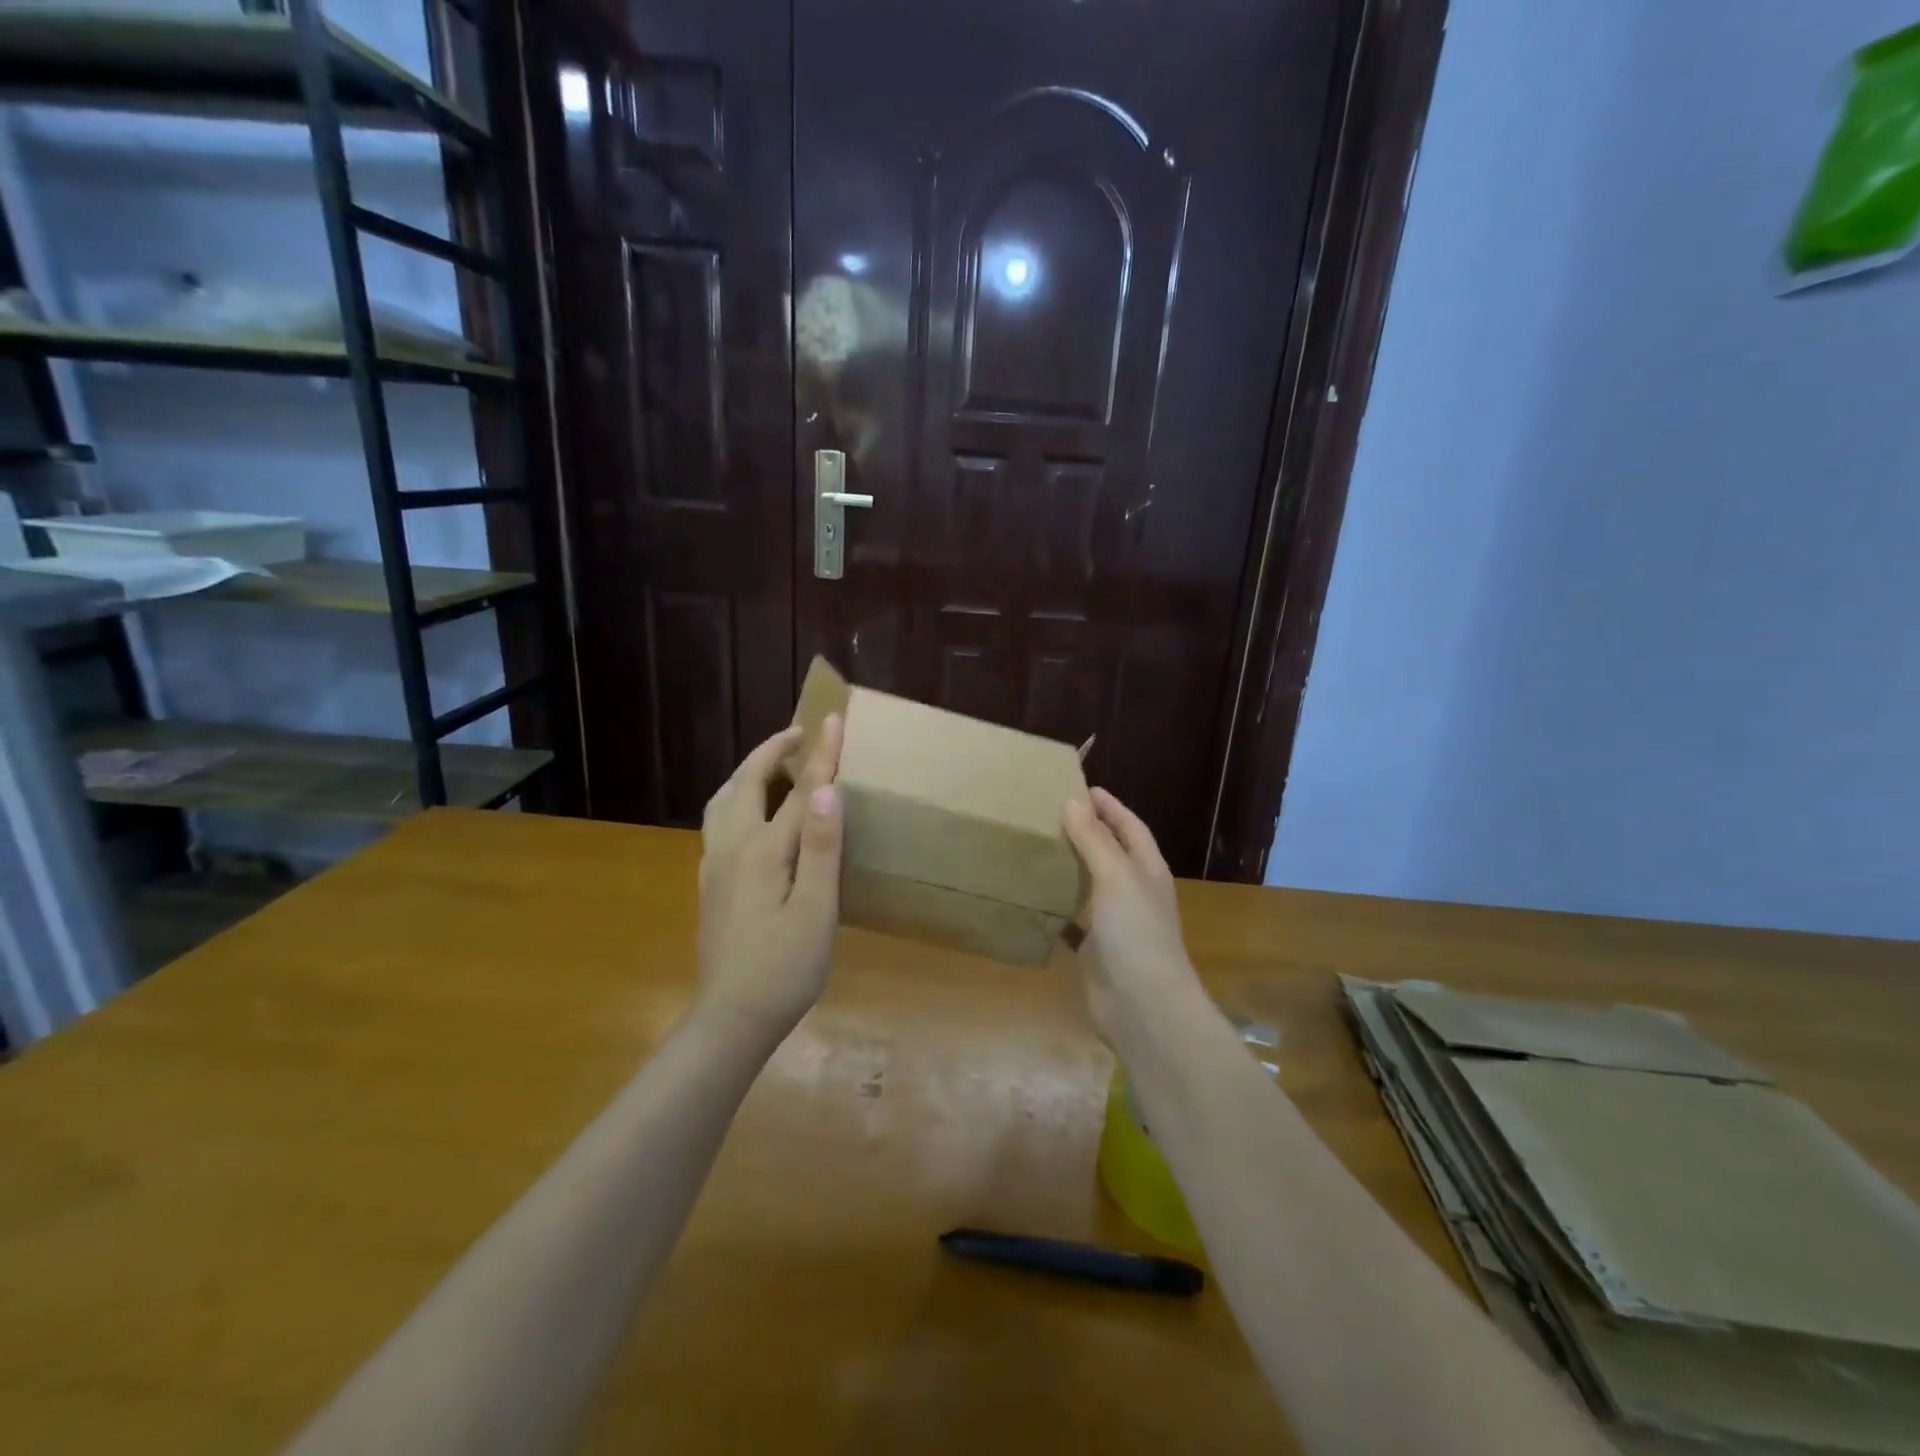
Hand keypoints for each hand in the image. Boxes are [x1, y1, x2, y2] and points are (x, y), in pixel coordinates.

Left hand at [696, 716, 844, 1040]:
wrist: (730, 1020)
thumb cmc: (784, 968)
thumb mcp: (816, 910)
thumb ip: (820, 847)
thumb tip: (827, 789)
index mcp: (763, 851)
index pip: (799, 791)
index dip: (820, 755)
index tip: (833, 717)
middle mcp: (732, 848)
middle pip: (746, 783)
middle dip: (772, 751)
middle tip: (799, 734)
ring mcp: (715, 866)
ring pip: (723, 801)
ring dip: (749, 773)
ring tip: (773, 766)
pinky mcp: (710, 885)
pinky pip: (720, 822)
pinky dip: (737, 798)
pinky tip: (752, 816)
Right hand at [1062, 788, 1205, 1050]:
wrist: (1141, 1006)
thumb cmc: (1136, 932)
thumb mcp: (1116, 877)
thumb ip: (1095, 840)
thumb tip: (1073, 802)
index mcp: (1147, 871)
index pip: (1131, 827)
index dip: (1111, 807)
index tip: (1083, 787)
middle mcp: (1133, 892)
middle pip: (1111, 853)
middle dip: (1088, 832)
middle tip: (1051, 812)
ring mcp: (1115, 923)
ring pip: (1090, 885)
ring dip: (1070, 867)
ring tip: (1037, 845)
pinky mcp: (1094, 949)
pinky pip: (1072, 919)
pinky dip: (1056, 907)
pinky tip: (1032, 896)